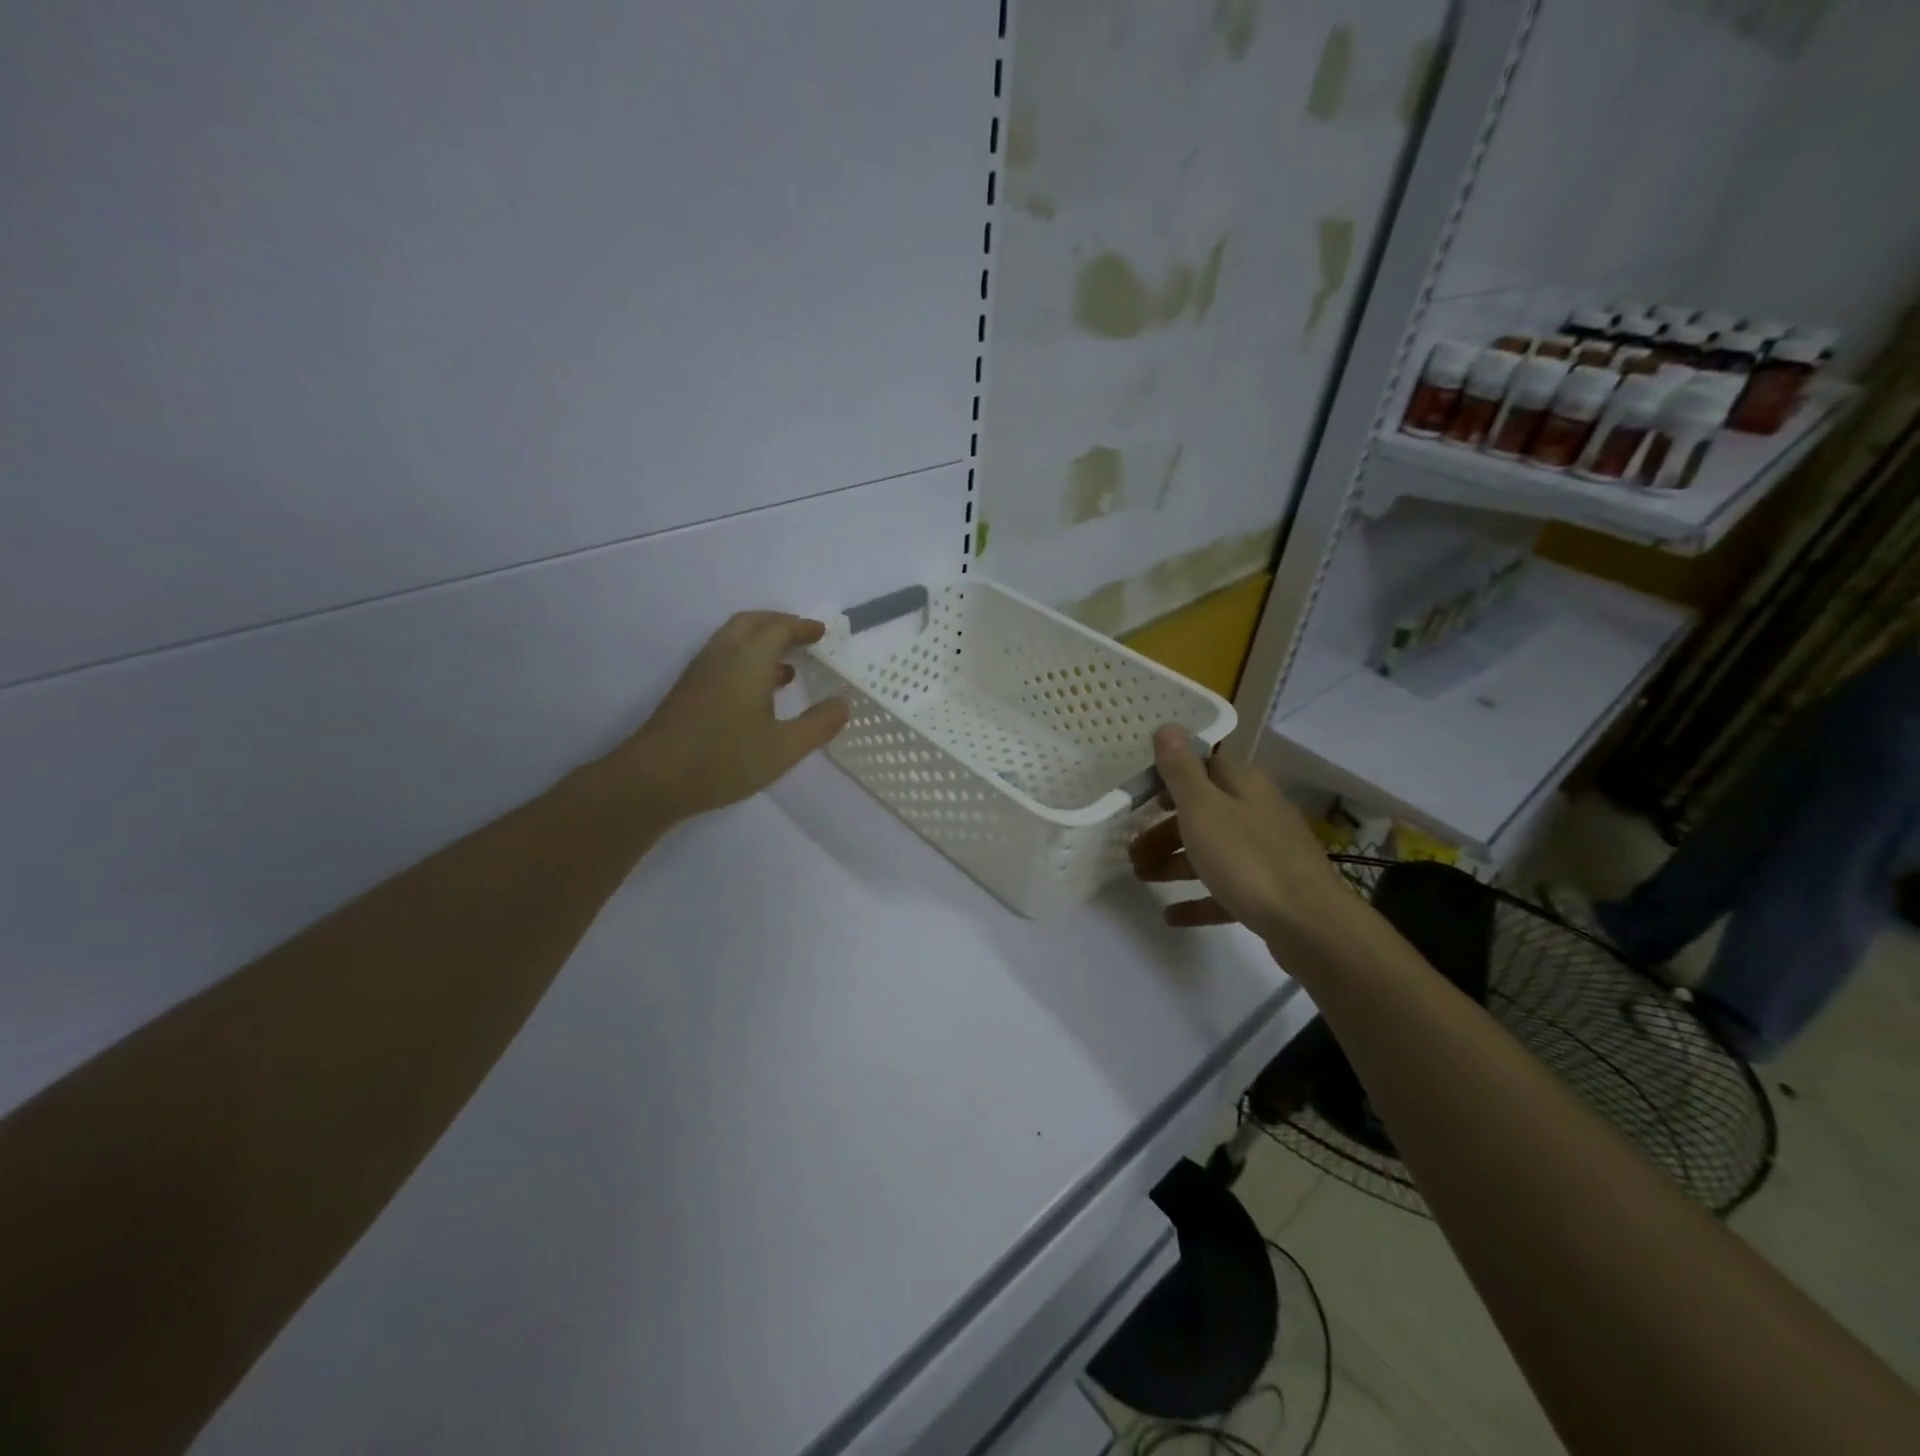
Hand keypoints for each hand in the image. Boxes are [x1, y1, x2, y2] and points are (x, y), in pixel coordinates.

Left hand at [600, 611, 849, 823]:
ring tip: (788, 665)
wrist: (655, 778)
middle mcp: (723, 655)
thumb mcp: (784, 748)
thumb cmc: (725, 759)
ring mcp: (701, 671)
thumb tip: (842, 704)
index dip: (803, 627)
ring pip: (734, 639)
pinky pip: (724, 657)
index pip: (779, 628)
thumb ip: (818, 724)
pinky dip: (747, 659)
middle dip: (780, 624)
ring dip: (761, 641)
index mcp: (748, 659)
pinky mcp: (689, 690)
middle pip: (752, 622)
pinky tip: (760, 692)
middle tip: (804, 637)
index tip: (822, 633)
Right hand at [1128, 726, 1355, 951]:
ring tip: (1141, 877)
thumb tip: (1168, 726)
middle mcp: (1258, 813)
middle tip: (1132, 848)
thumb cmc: (1247, 858)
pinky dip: (1197, 899)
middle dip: (1164, 829)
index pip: (1205, 767)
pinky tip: (1171, 916)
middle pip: (1203, 813)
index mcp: (1244, 786)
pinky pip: (1224, 889)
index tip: (1139, 795)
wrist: (1309, 925)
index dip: (1171, 777)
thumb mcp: (1203, 808)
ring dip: (1174, 863)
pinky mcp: (1269, 892)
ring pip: (1212, 851)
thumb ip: (1181, 769)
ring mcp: (1266, 854)